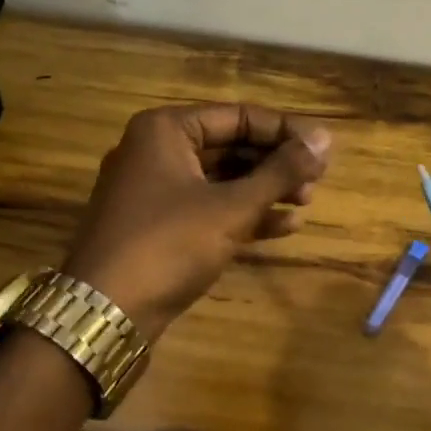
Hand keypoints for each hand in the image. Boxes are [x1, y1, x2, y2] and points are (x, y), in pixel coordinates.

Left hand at [63, 104, 332, 341]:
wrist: (105, 313)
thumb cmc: (169, 244)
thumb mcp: (231, 206)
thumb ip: (280, 171)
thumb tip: (325, 139)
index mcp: (166, 130)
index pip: (239, 116)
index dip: (286, 131)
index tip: (324, 149)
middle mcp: (157, 151)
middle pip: (232, 146)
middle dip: (276, 164)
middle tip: (317, 180)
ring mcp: (156, 190)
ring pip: (223, 179)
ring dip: (266, 190)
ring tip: (307, 202)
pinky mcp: (160, 225)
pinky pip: (210, 207)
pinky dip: (245, 214)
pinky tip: (284, 227)